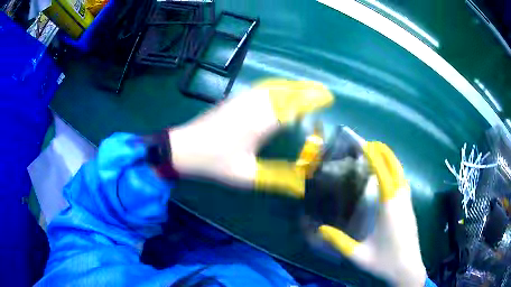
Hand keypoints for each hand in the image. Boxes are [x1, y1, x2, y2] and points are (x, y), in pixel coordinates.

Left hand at [169, 79, 333, 196]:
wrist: (184, 148)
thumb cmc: (215, 162)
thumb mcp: (248, 176)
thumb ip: (277, 179)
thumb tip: (301, 186)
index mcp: (261, 121)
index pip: (295, 104)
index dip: (313, 100)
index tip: (328, 99)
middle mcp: (255, 104)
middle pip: (287, 90)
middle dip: (307, 89)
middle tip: (323, 93)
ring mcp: (243, 98)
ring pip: (275, 86)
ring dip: (294, 86)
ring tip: (308, 91)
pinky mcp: (235, 99)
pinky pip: (264, 87)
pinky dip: (279, 86)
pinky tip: (281, 91)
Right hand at [318, 142, 426, 286]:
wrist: (408, 268)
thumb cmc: (384, 261)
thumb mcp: (359, 255)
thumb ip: (339, 242)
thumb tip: (320, 229)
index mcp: (389, 207)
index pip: (383, 173)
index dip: (374, 157)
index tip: (364, 144)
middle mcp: (401, 199)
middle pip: (395, 167)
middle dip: (383, 152)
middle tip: (368, 143)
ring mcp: (408, 202)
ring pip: (401, 173)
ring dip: (390, 159)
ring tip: (377, 152)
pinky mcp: (410, 207)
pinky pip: (403, 181)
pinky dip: (395, 170)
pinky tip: (388, 173)